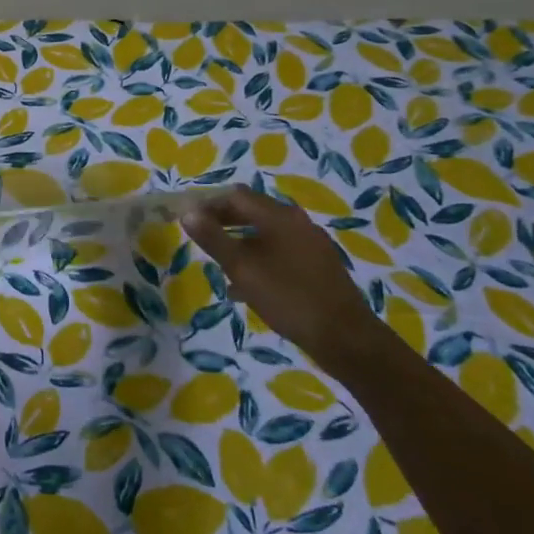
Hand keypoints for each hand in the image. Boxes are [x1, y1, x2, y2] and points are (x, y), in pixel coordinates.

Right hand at [180, 186, 380, 370]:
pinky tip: (248, 285)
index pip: (235, 195)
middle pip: (252, 210)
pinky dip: (259, 257)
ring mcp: (311, 243)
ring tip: (220, 263)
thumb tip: (187, 212)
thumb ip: (213, 238)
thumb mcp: (242, 268)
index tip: (188, 219)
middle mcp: (297, 221)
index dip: (208, 203)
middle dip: (223, 221)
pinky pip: (281, 250)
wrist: (345, 337)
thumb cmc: (288, 297)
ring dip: (240, 241)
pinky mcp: (319, 264)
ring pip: (266, 232)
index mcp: (278, 216)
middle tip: (201, 238)